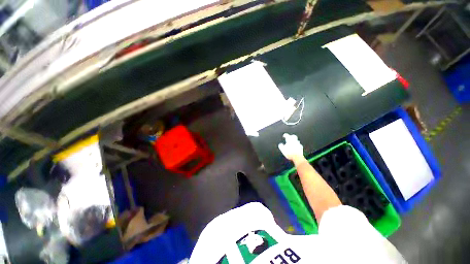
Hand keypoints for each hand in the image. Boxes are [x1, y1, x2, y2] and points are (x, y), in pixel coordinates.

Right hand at [278, 133, 303, 161]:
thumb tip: (280, 144)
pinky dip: (297, 145)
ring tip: (292, 142)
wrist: (297, 157)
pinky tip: (296, 147)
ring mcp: (298, 144)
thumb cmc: (290, 153)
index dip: (285, 135)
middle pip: (294, 136)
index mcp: (290, 140)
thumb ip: (281, 146)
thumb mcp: (283, 150)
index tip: (284, 135)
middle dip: (291, 136)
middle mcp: (295, 141)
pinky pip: (299, 145)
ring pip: (297, 140)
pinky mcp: (301, 148)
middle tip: (290, 137)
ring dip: (294, 140)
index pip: (287, 135)